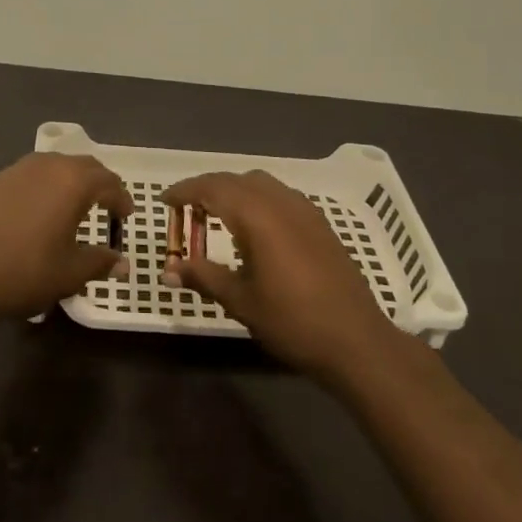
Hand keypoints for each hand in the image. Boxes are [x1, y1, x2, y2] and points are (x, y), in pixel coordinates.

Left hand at [0, 154, 130, 323]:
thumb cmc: (25, 272)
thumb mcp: (70, 273)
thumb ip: (100, 262)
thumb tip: (122, 263)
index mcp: (72, 182)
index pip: (108, 182)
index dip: (122, 198)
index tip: (127, 216)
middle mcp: (47, 166)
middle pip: (83, 165)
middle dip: (99, 183)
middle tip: (107, 205)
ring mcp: (16, 170)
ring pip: (54, 165)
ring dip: (70, 180)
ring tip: (73, 205)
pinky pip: (30, 175)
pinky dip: (44, 186)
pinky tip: (38, 210)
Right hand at [164, 170, 399, 380]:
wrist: (356, 341)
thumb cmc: (293, 321)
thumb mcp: (241, 301)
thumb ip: (204, 277)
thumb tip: (169, 269)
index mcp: (257, 216)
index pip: (212, 188)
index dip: (185, 191)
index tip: (165, 201)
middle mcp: (280, 202)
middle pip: (235, 180)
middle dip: (206, 188)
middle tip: (185, 209)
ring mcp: (304, 210)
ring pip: (260, 182)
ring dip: (233, 190)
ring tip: (216, 214)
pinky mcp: (319, 223)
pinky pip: (279, 194)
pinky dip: (257, 198)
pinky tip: (254, 226)